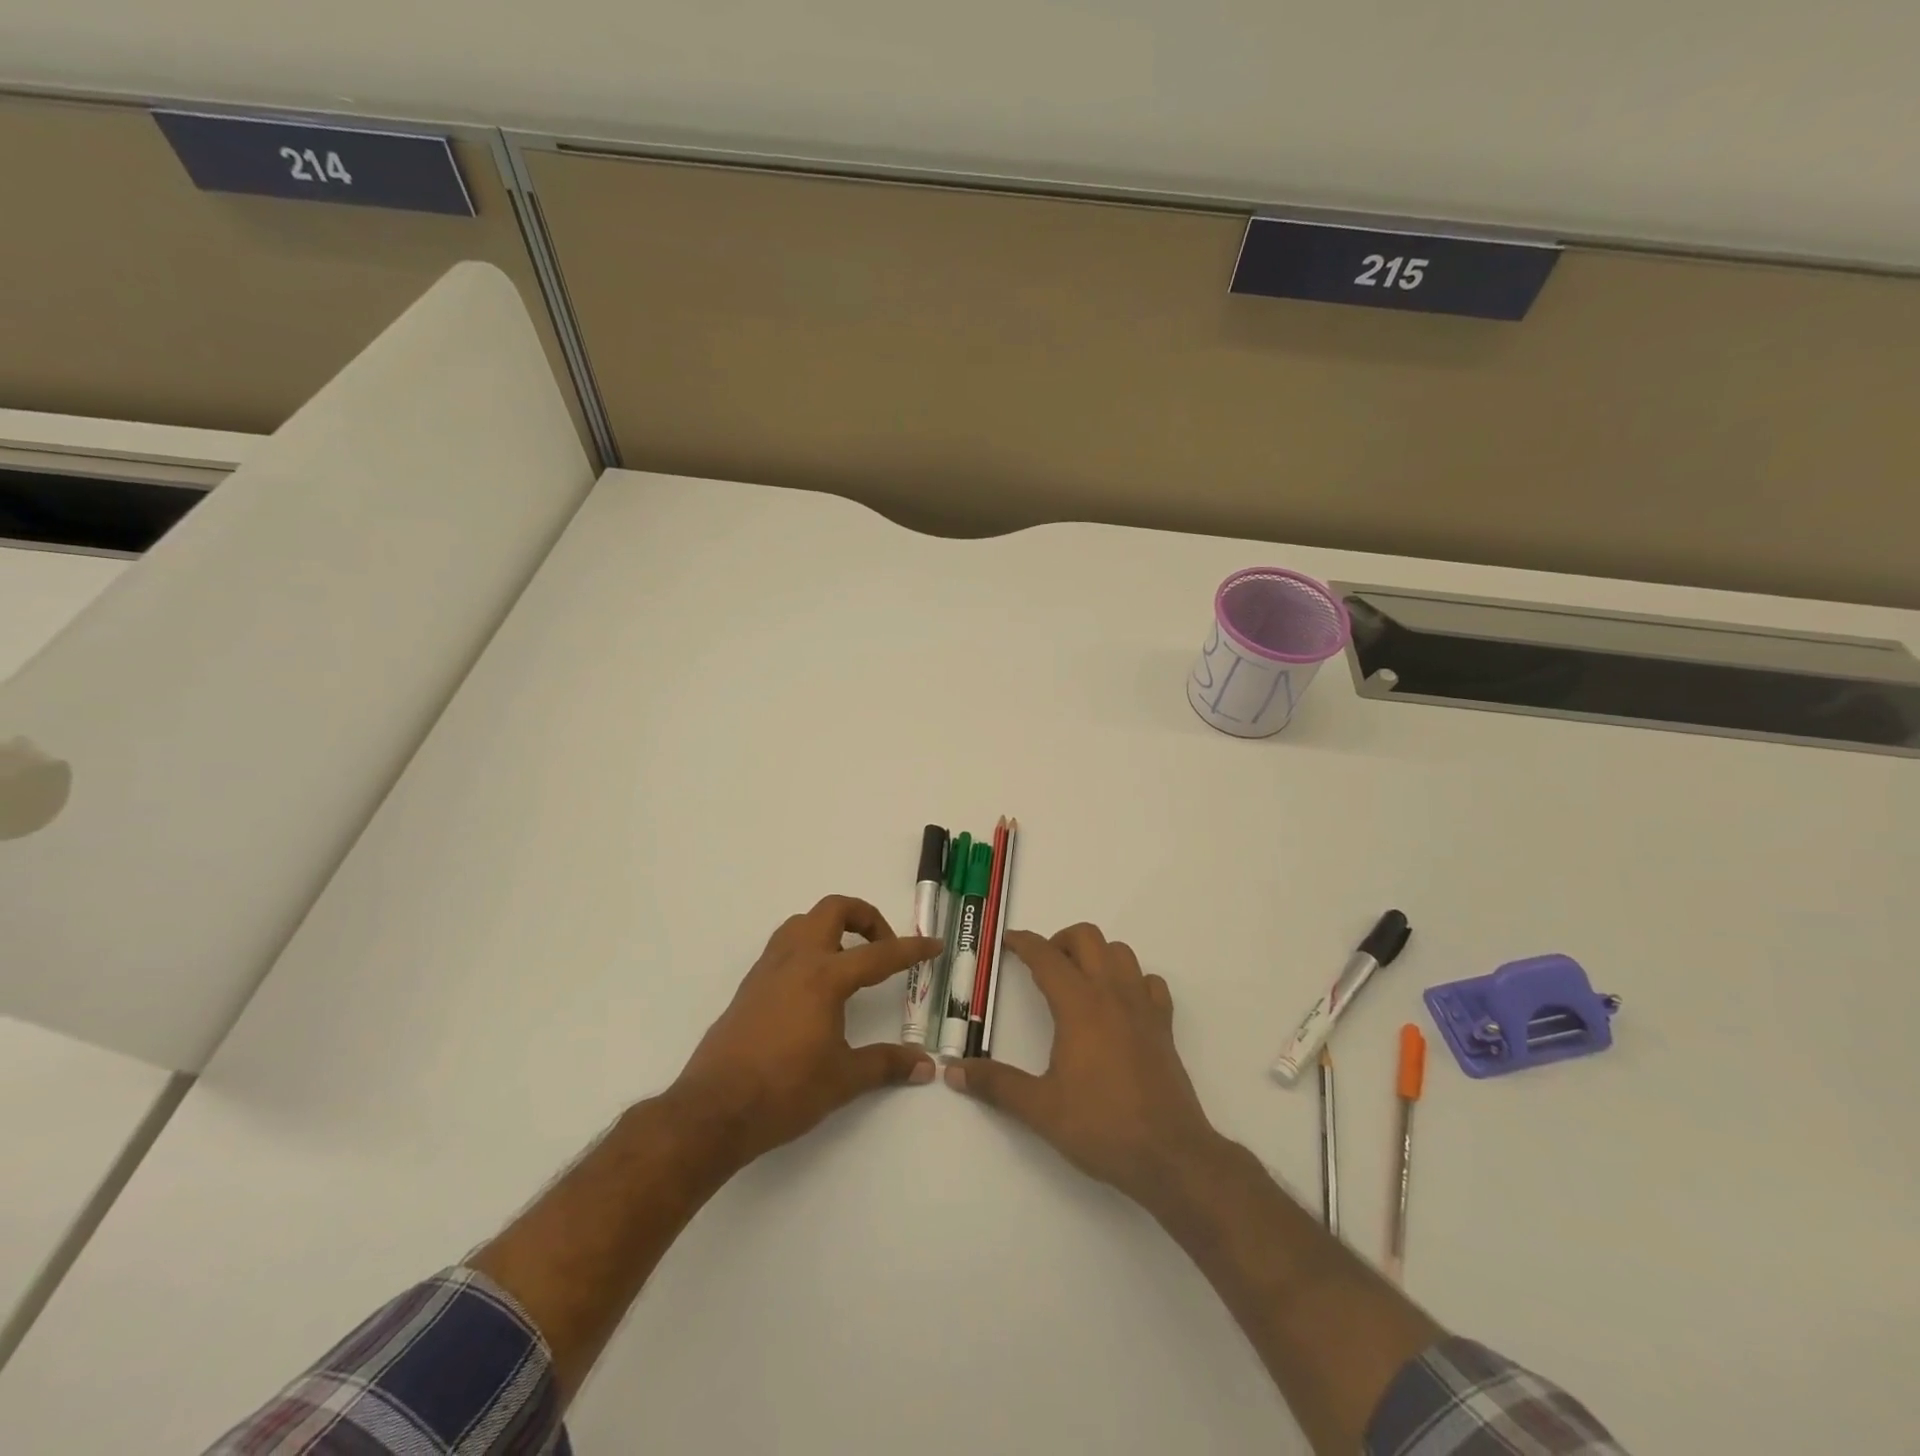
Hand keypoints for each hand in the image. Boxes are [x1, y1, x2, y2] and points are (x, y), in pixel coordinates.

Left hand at [666, 895, 938, 1168]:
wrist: (713, 1111)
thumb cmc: (785, 1091)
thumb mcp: (843, 1079)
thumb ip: (886, 1064)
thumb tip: (925, 1065)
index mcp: (824, 977)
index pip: (878, 954)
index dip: (911, 949)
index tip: (933, 945)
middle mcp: (796, 960)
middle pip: (833, 909)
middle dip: (865, 917)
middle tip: (883, 946)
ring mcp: (767, 970)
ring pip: (802, 922)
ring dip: (831, 928)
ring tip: (849, 960)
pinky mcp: (749, 986)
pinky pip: (783, 946)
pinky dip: (807, 947)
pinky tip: (814, 987)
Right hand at [946, 923, 1224, 1210]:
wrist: (1170, 1155)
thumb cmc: (1101, 1126)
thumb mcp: (1040, 1108)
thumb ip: (996, 1084)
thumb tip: (953, 1071)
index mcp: (1079, 1005)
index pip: (1046, 956)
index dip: (1024, 943)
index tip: (1007, 941)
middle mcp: (1112, 994)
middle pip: (1087, 938)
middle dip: (1060, 941)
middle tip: (1042, 966)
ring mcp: (1143, 1007)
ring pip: (1121, 952)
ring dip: (1096, 954)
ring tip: (1078, 980)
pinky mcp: (1164, 1026)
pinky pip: (1149, 982)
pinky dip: (1132, 980)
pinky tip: (1119, 1004)